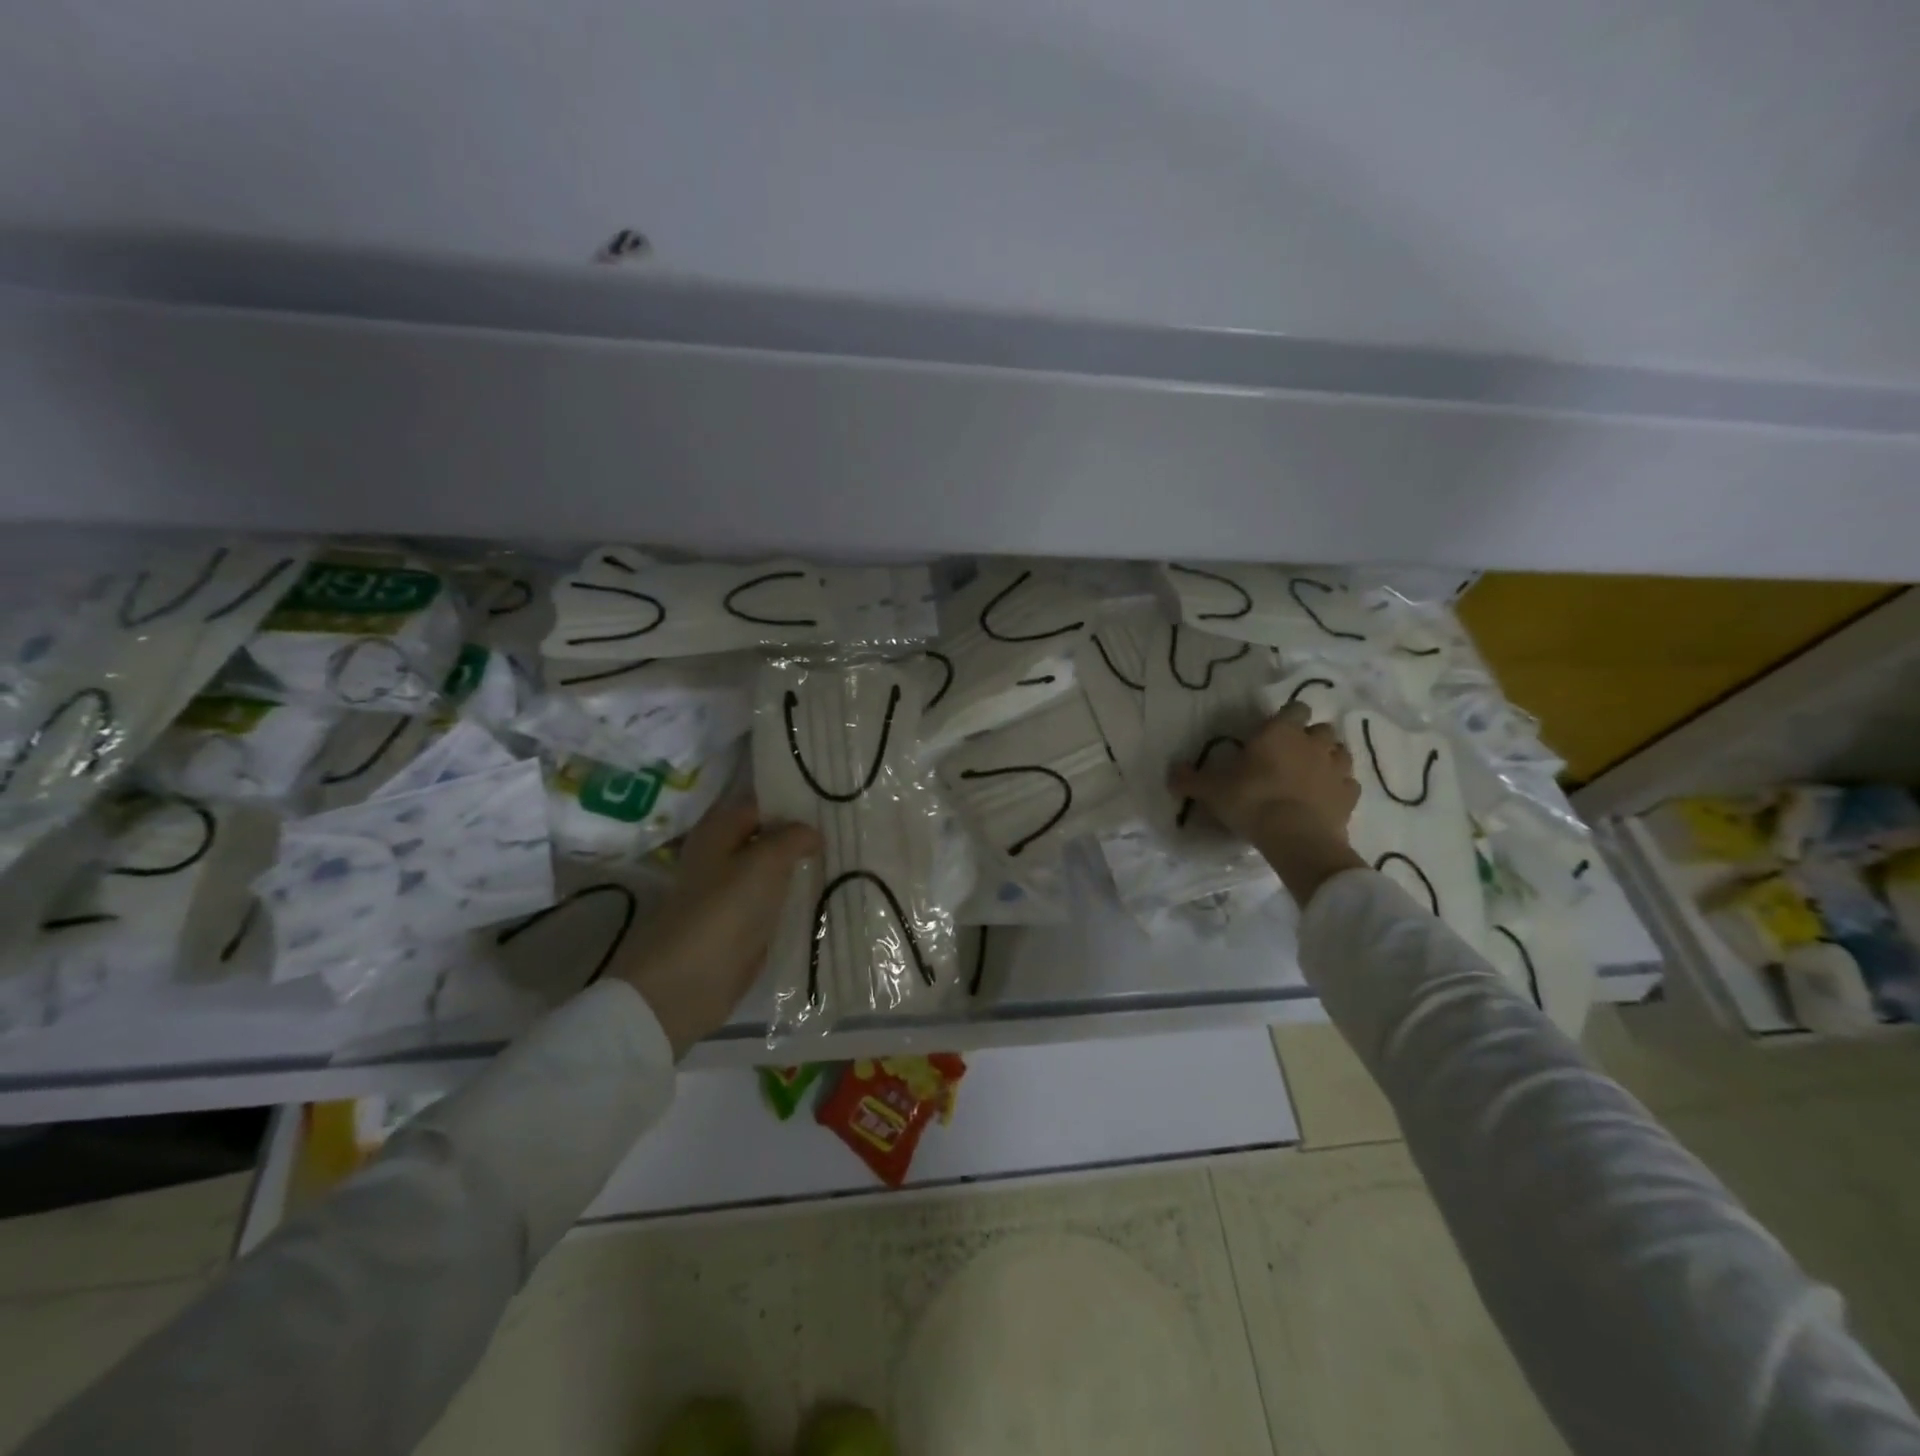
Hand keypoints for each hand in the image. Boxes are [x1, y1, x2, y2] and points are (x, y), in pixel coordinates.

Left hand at [609, 799, 821, 1058]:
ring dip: (802, 868)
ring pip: (773, 871)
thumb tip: (812, 832)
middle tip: (847, 832)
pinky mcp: (741, 926)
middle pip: (768, 837)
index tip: (834, 802)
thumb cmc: (724, 911)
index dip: (794, 801)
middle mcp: (722, 857)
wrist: (686, 984)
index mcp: (719, 831)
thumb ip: (792, 837)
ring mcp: (731, 894)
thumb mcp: (765, 861)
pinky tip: (828, 896)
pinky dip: (796, 899)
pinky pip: (774, 903)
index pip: (761, 803)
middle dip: (803, 836)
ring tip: (847, 860)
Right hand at [1169, 703, 1366, 903]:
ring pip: (1340, 753)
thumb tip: (1172, 773)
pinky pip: (1348, 784)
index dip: (1287, 718)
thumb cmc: (1251, 801)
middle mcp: (1313, 743)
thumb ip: (1190, 779)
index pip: (1294, 709)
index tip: (1273, 733)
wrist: (1295, 837)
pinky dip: (1339, 788)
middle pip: (1321, 729)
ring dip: (1328, 759)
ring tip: (1311, 775)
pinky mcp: (1349, 796)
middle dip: (1310, 738)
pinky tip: (1325, 799)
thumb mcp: (1211, 790)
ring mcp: (1337, 769)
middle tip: (1291, 756)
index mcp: (1281, 732)